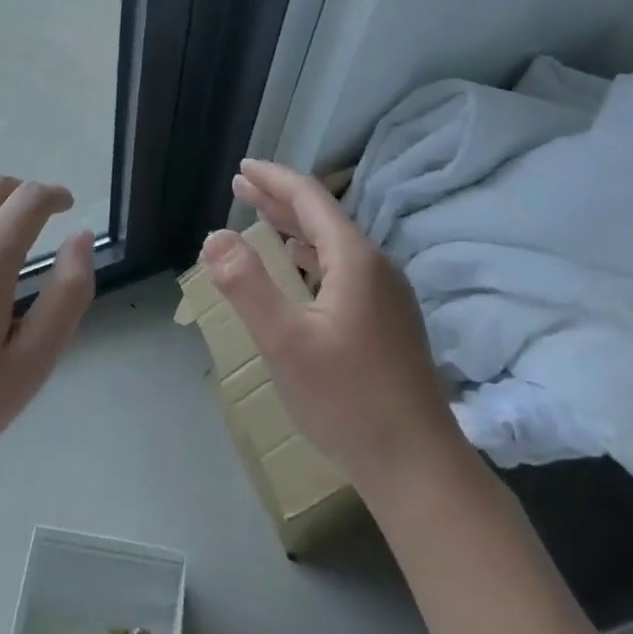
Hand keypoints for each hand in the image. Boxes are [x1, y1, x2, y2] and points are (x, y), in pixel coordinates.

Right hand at [201, 159, 460, 499]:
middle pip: (323, 216)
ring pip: (334, 244)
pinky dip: (312, 256)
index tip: (242, 167)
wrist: (418, 466)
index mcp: (354, 259)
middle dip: (279, 199)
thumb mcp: (285, 343)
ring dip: (295, 227)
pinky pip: (344, 268)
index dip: (273, 179)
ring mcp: (388, 294)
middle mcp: (376, 266)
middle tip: (241, 186)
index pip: (309, 199)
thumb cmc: (347, 400)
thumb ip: (247, 285)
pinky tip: (300, 270)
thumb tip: (215, 237)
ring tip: (262, 218)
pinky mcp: (390, 319)